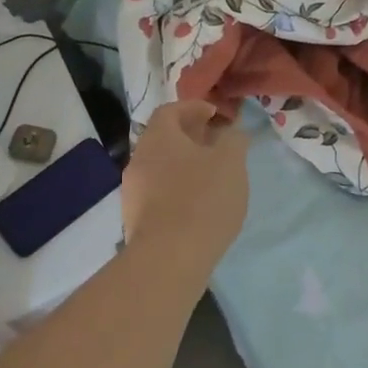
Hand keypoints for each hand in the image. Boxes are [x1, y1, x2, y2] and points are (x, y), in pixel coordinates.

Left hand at [122, 101, 250, 266]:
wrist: (168, 258)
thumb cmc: (202, 199)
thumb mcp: (231, 162)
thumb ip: (233, 140)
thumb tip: (231, 132)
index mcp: (158, 137)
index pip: (170, 110)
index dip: (193, 108)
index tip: (215, 115)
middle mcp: (139, 159)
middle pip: (164, 140)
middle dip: (190, 138)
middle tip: (217, 145)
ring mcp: (133, 192)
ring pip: (160, 168)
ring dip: (184, 166)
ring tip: (211, 177)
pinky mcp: (136, 220)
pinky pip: (158, 194)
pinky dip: (177, 191)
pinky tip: (197, 207)